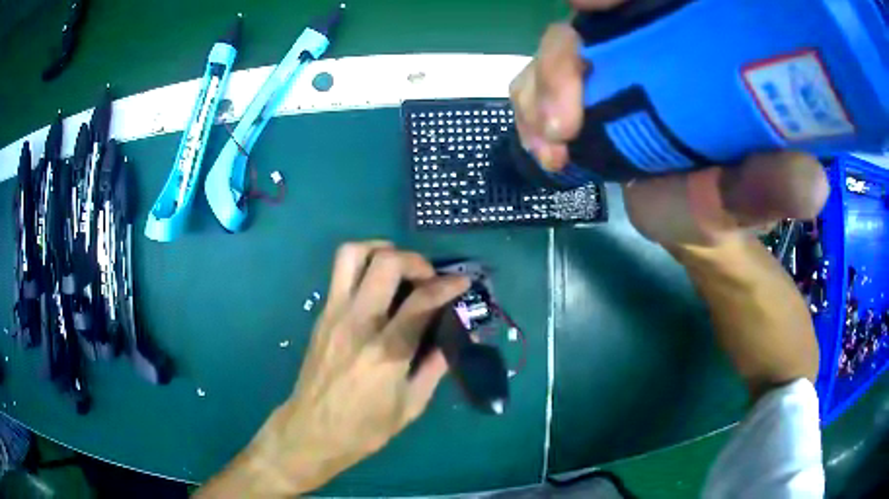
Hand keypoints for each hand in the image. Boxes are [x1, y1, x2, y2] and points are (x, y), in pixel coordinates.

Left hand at [199, 242, 468, 496]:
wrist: (311, 431)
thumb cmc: (365, 427)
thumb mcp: (411, 405)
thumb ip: (436, 366)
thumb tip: (457, 336)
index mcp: (386, 352)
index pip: (422, 301)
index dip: (448, 284)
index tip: (462, 281)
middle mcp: (358, 323)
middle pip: (385, 263)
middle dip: (414, 260)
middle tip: (427, 277)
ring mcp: (334, 314)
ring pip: (351, 254)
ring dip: (380, 250)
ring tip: (398, 268)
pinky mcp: (321, 315)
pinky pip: (339, 273)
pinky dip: (363, 266)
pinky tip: (377, 289)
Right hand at [510, 2, 828, 246]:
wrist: (695, 224)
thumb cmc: (730, 204)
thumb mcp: (753, 196)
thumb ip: (773, 185)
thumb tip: (810, 184)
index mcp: (693, 49)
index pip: (646, 3)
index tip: (592, 5)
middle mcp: (649, 45)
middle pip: (587, 24)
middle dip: (562, 60)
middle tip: (564, 122)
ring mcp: (613, 67)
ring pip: (557, 50)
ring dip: (539, 90)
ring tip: (550, 145)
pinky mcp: (589, 93)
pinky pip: (541, 83)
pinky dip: (532, 108)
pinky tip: (544, 148)